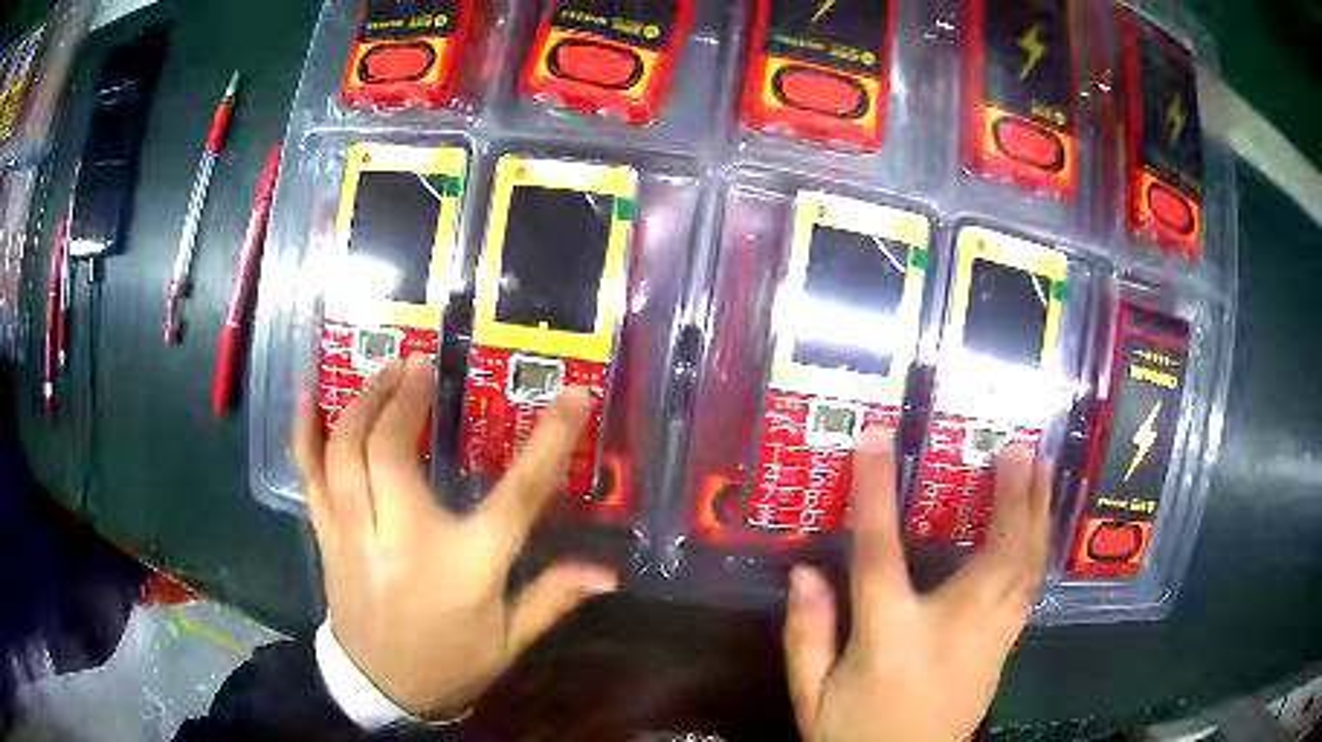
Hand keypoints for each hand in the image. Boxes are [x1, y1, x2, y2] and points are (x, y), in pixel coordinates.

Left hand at [294, 354, 616, 718]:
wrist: (384, 689)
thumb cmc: (453, 662)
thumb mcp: (510, 640)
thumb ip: (553, 598)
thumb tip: (609, 574)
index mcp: (466, 567)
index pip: (517, 496)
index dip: (551, 441)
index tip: (573, 394)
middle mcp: (404, 540)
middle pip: (395, 451)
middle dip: (406, 397)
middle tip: (420, 362)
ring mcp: (356, 535)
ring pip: (347, 452)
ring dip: (363, 401)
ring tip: (384, 369)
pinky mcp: (327, 536)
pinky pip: (309, 475)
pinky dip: (305, 432)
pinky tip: (309, 394)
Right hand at [784, 430, 1051, 741]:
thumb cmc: (853, 736)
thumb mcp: (809, 696)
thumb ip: (806, 635)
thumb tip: (805, 571)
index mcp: (889, 641)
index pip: (880, 557)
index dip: (876, 494)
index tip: (876, 439)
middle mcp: (951, 634)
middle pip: (994, 557)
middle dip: (1012, 496)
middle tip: (1020, 445)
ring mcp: (988, 644)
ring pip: (1025, 571)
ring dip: (1037, 515)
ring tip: (1044, 468)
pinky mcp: (1003, 654)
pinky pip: (1029, 591)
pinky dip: (1038, 550)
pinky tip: (1041, 525)